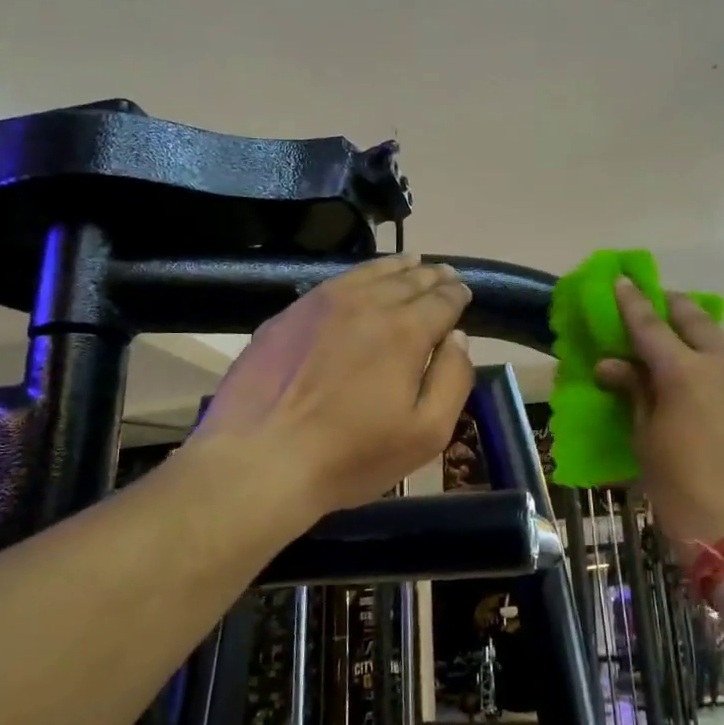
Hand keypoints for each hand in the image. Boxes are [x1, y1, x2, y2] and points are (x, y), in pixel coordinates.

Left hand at [187, 255, 474, 518]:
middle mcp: (367, 303)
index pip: (442, 301)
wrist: (259, 461)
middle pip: (409, 280)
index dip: (457, 295)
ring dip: (398, 267)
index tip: (464, 293)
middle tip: (445, 275)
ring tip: (412, 263)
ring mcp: (322, 303)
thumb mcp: (426, 434)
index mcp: (405, 331)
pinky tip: (363, 280)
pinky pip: (336, 282)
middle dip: (432, 276)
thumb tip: (457, 338)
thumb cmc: (350, 457)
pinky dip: (361, 275)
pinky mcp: (289, 313)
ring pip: (371, 273)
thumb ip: (453, 379)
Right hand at [595, 279, 723, 554]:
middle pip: (697, 321)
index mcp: (685, 372)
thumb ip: (635, 394)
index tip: (621, 279)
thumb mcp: (648, 444)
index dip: (631, 302)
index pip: (649, 325)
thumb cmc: (685, 495)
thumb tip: (612, 365)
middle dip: (675, 307)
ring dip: (708, 343)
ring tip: (696, 354)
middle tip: (661, 302)